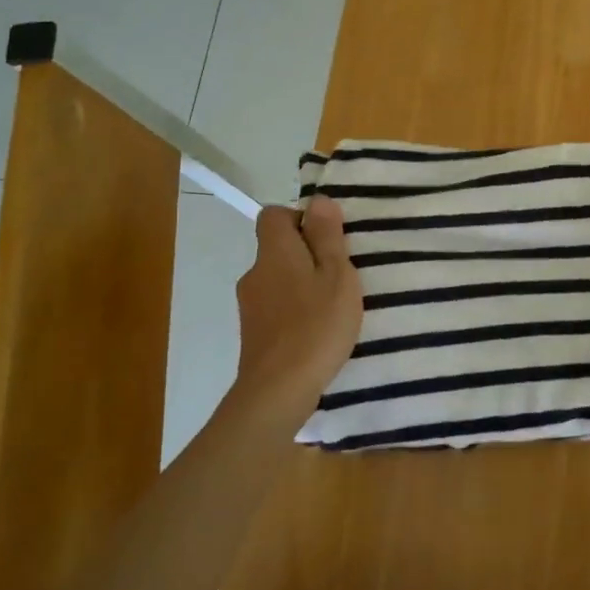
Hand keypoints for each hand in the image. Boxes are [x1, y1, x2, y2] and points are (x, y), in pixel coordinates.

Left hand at [233, 196, 362, 409]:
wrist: (279, 389)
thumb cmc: (316, 325)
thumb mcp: (336, 275)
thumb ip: (327, 237)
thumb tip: (318, 200)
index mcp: (275, 252)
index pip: (273, 215)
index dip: (300, 219)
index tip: (328, 238)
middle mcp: (255, 272)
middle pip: (276, 248)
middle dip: (305, 254)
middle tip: (339, 273)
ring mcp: (250, 305)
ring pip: (277, 279)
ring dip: (301, 284)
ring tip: (332, 305)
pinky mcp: (253, 333)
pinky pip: (275, 307)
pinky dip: (294, 310)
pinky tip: (316, 330)